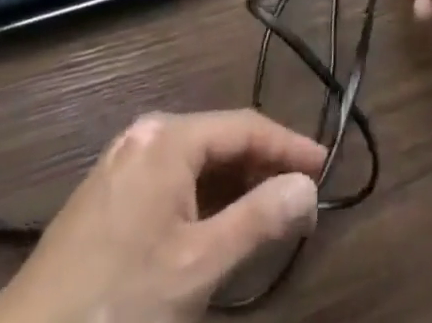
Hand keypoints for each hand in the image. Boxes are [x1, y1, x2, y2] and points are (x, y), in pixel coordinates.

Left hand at [0, 110, 322, 322]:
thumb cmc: (117, 307)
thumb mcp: (197, 268)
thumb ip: (259, 220)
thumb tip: (308, 186)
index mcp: (168, 137)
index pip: (245, 126)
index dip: (289, 146)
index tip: (326, 169)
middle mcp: (145, 136)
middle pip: (220, 140)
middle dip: (262, 167)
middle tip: (301, 198)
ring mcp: (120, 164)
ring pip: (195, 163)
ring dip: (234, 186)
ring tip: (268, 214)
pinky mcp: (104, 198)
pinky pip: (170, 182)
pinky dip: (202, 200)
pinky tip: (216, 230)